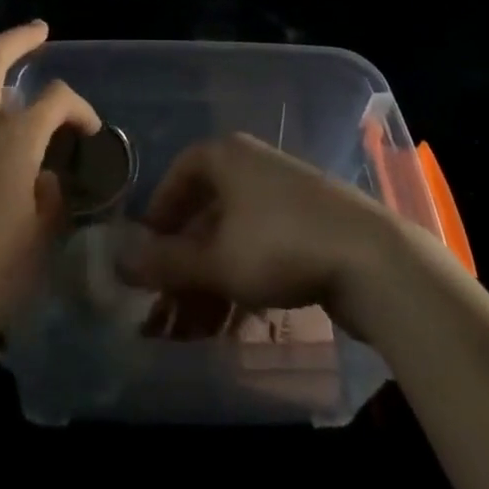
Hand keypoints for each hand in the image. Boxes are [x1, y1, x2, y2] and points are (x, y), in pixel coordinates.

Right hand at [117, 133, 403, 334]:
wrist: (371, 259)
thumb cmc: (280, 245)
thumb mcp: (215, 260)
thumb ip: (165, 262)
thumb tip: (116, 258)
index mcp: (228, 156)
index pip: (181, 172)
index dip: (159, 211)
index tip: (145, 251)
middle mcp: (253, 167)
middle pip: (206, 212)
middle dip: (183, 264)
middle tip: (164, 308)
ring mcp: (284, 196)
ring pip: (233, 238)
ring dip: (209, 283)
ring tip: (193, 333)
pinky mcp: (310, 226)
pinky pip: (261, 250)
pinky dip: (242, 284)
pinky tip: (233, 328)